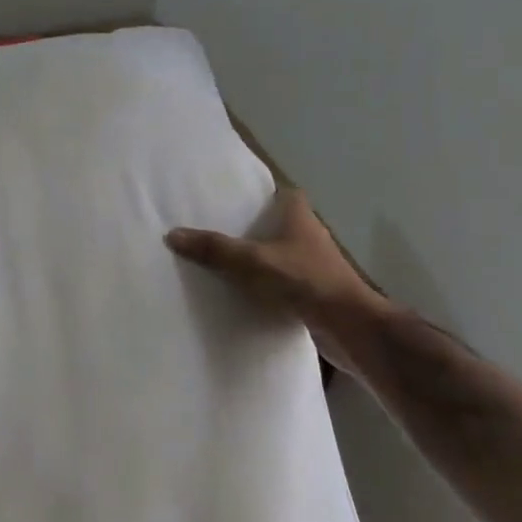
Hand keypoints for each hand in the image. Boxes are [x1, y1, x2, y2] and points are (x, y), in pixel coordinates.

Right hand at [165, 189, 381, 372]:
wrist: (348, 327)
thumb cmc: (304, 281)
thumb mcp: (252, 261)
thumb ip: (215, 249)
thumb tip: (172, 234)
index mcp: (300, 218)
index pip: (285, 194)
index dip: (264, 194)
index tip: (237, 200)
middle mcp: (311, 237)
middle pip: (281, 225)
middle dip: (255, 228)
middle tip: (219, 231)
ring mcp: (315, 267)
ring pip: (283, 255)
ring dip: (262, 259)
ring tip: (225, 264)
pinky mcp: (315, 294)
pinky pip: (285, 283)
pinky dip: (268, 286)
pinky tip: (246, 295)